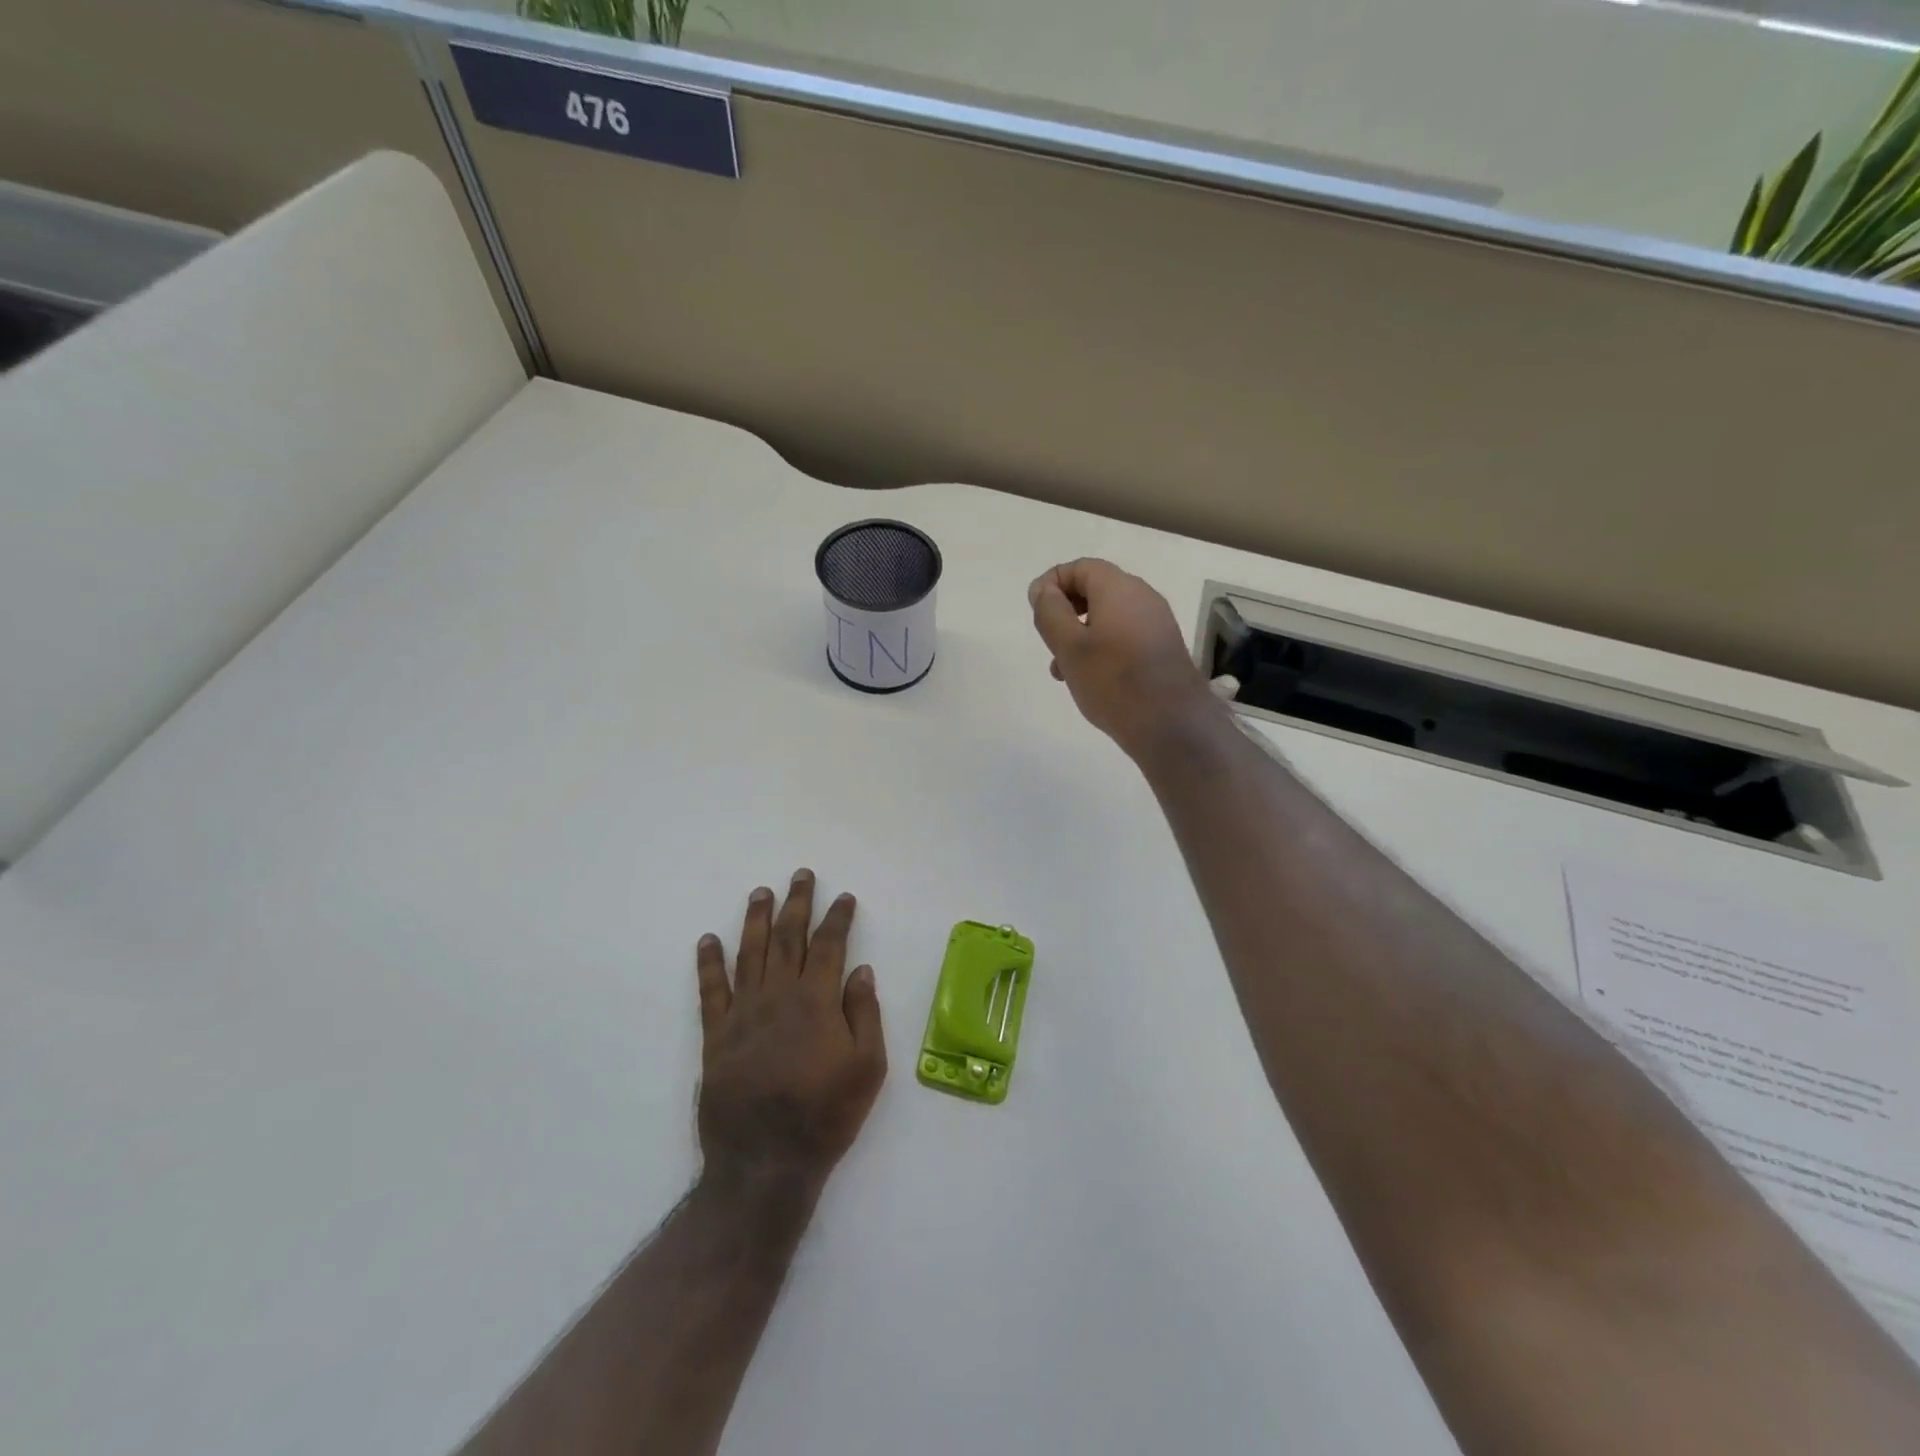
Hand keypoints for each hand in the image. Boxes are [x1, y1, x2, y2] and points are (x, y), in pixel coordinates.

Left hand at [695, 870, 886, 1197]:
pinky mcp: (716, 1036)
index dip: (837, 918)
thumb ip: (864, 1014)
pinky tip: (708, 940)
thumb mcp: (868, 1067)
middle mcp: (778, 996)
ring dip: (755, 919)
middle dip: (796, 903)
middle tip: (800, 875)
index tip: (844, 897)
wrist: (765, 1162)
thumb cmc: (825, 1115)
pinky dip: (709, 963)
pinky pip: (710, 990)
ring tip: (760, 892)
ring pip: (749, 953)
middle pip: (787, 938)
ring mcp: (743, 1013)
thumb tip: (860, 969)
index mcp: (816, 1001)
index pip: (828, 945)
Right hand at [1029, 558, 1220, 757]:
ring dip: (1081, 635)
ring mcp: (1157, 623)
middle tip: (1049, 642)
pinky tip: (1092, 679)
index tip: (1035, 611)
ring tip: (1064, 670)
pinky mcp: (1163, 647)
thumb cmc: (1112, 681)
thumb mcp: (1069, 646)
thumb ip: (1050, 612)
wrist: (1170, 724)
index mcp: (1119, 588)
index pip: (1080, 567)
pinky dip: (1102, 647)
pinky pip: (1125, 635)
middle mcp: (1143, 597)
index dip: (1052, 583)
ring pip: (1109, 616)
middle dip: (1066, 612)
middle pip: (1095, 589)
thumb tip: (1043, 589)